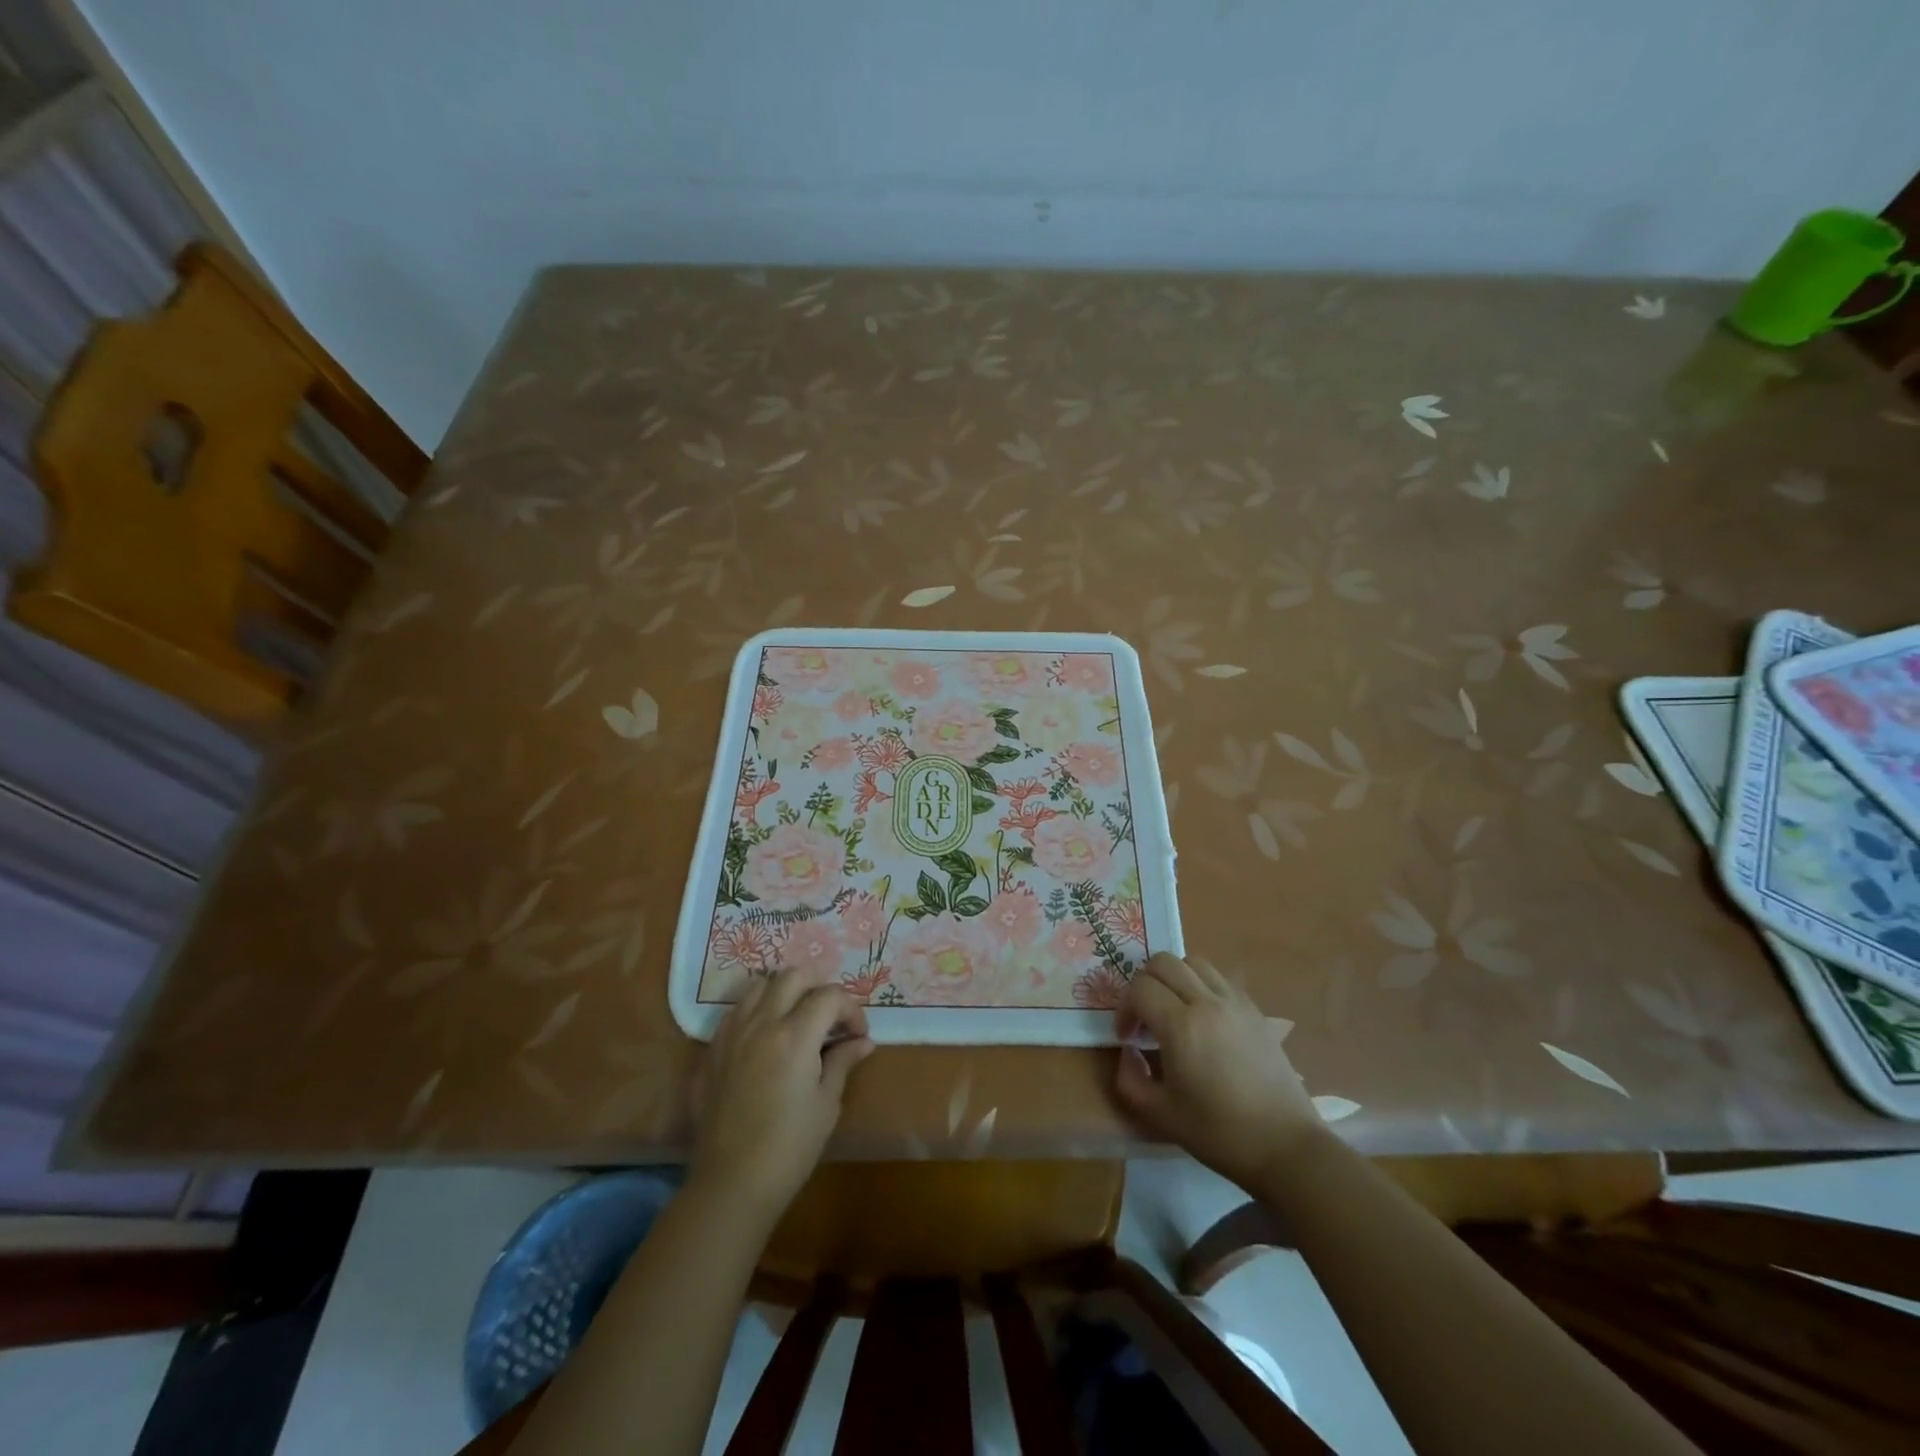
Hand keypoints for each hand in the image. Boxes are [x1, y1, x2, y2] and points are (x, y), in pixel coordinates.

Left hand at [691, 967, 874, 1220]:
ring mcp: (731, 1034)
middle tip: (831, 1014)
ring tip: (797, 1016)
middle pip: (793, 976)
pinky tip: (766, 1035)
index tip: (858, 1035)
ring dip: (784, 991)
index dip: (851, 1009)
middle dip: (819, 986)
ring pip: (759, 984)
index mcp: (794, 1036)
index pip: (830, 996)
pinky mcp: (711, 1050)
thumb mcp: (826, 1104)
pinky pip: (736, 1011)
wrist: (731, 1184)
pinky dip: (757, 1009)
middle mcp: (761, 1023)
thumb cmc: (789, 1147)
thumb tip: (862, 1042)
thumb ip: (842, 1062)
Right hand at [1115, 952, 1320, 1188]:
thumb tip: (1128, 1051)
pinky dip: (1200, 984)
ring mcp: (1234, 1002)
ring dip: (1173, 979)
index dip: (1124, 1009)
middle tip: (1145, 1018)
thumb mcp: (1160, 1114)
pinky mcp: (1254, 1009)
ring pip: (1192, 962)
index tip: (1127, 1038)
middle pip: (1162, 962)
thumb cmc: (1219, 1133)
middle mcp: (1206, 1002)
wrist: (1285, 1145)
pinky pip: (1218, 977)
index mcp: (1181, 1026)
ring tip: (1173, 1010)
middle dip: (1143, 984)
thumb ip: (1129, 1078)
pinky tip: (1202, 1018)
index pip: (1139, 988)